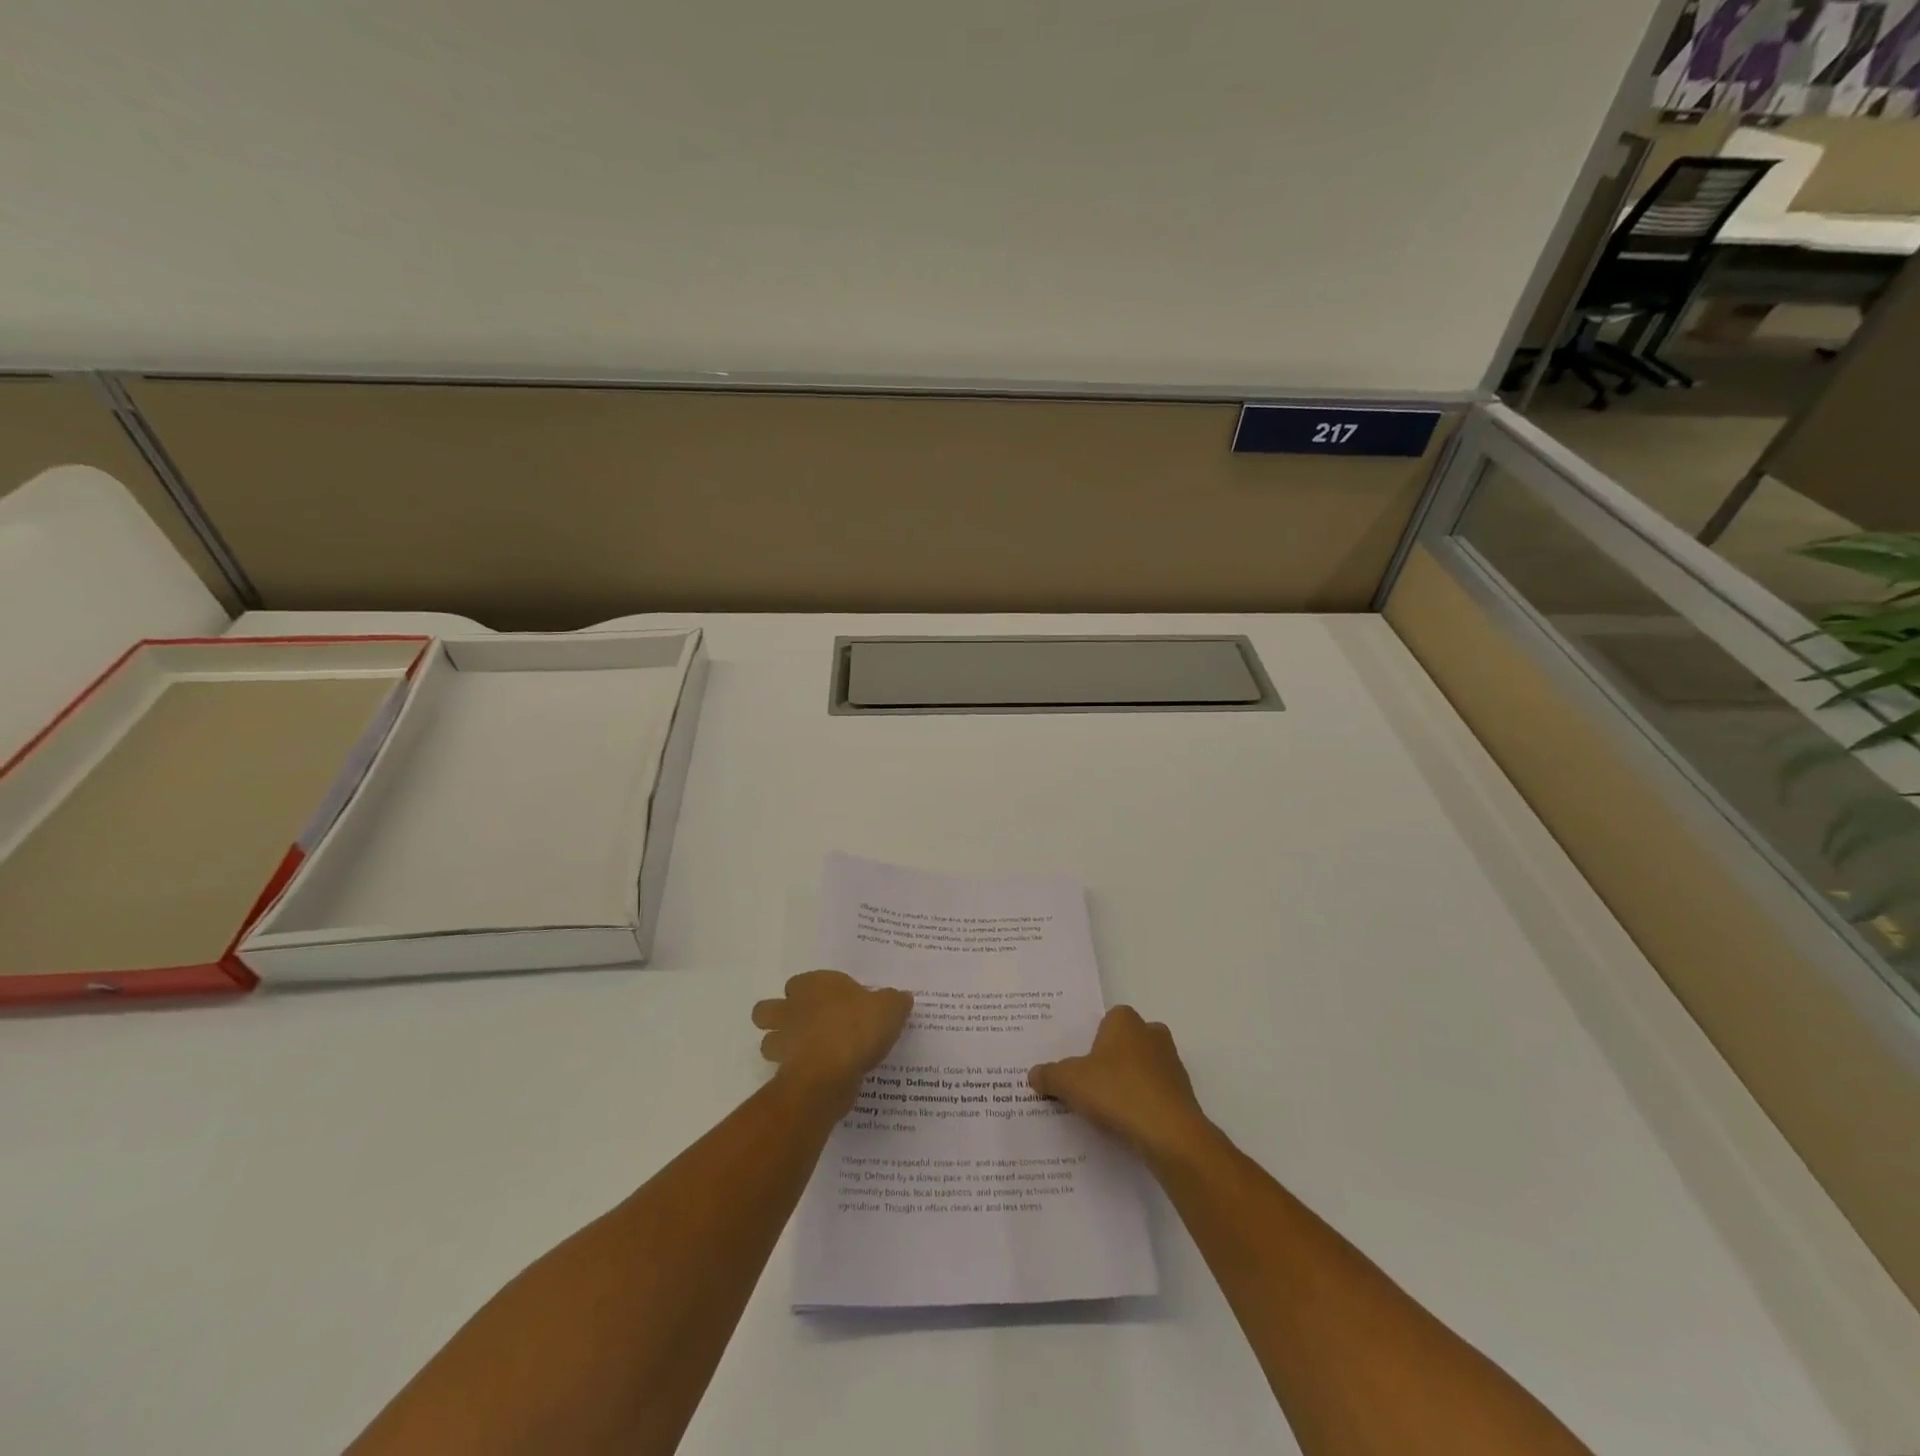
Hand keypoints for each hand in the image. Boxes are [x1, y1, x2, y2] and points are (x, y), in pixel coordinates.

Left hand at [753, 970, 913, 1112]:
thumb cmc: (857, 1027)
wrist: (830, 1073)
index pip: (800, 982)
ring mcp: (782, 1042)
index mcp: (813, 985)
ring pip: (768, 1042)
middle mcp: (791, 1009)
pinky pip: (785, 1071)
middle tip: (808, 1026)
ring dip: (783, 1048)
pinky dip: (797, 1074)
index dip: (812, 992)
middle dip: (780, 1017)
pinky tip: (820, 1078)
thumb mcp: (889, 1007)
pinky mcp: (784, 1073)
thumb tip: (901, 998)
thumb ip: (894, 1001)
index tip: (833, 1002)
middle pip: (768, 1010)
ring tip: (811, 1054)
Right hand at [1029, 1006, 1213, 1163]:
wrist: (1169, 1133)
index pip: (1107, 1019)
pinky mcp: (1183, 1094)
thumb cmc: (1116, 1091)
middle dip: (1111, 1060)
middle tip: (1090, 1084)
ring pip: (1143, 1068)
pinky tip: (1127, 1124)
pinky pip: (1155, 1093)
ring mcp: (1172, 1064)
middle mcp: (1152, 1034)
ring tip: (1106, 1110)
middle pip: (1126, 1043)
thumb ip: (1049, 1075)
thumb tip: (1034, 1074)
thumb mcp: (1069, 1082)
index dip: (1093, 1040)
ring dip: (1128, 1083)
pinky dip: (1143, 1105)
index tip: (1079, 1063)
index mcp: (1125, 1021)